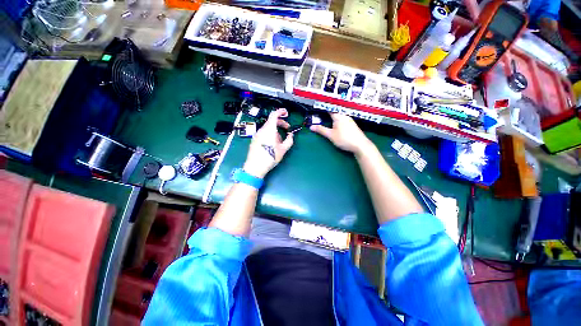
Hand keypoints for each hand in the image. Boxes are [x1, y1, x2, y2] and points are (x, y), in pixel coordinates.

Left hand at [243, 108, 293, 177]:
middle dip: (281, 123)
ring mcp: (257, 135)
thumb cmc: (270, 157)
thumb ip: (289, 140)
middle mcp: (262, 130)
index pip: (274, 115)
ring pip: (268, 128)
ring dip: (276, 130)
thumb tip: (291, 135)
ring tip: (280, 141)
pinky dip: (270, 134)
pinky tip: (272, 143)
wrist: (255, 166)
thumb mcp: (283, 149)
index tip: (286, 113)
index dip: (280, 112)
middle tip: (287, 129)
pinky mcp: (254, 140)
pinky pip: (263, 133)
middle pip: (271, 121)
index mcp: (269, 130)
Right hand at [310, 113, 372, 154]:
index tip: (316, 106)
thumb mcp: (331, 135)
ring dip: (332, 115)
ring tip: (325, 117)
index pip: (329, 108)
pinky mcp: (351, 124)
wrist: (360, 145)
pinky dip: (336, 119)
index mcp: (338, 115)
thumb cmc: (344, 139)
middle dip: (327, 111)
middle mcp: (344, 115)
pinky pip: (342, 118)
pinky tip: (334, 124)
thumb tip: (311, 127)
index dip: (322, 107)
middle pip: (334, 110)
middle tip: (319, 113)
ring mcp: (349, 119)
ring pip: (338, 115)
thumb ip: (321, 130)